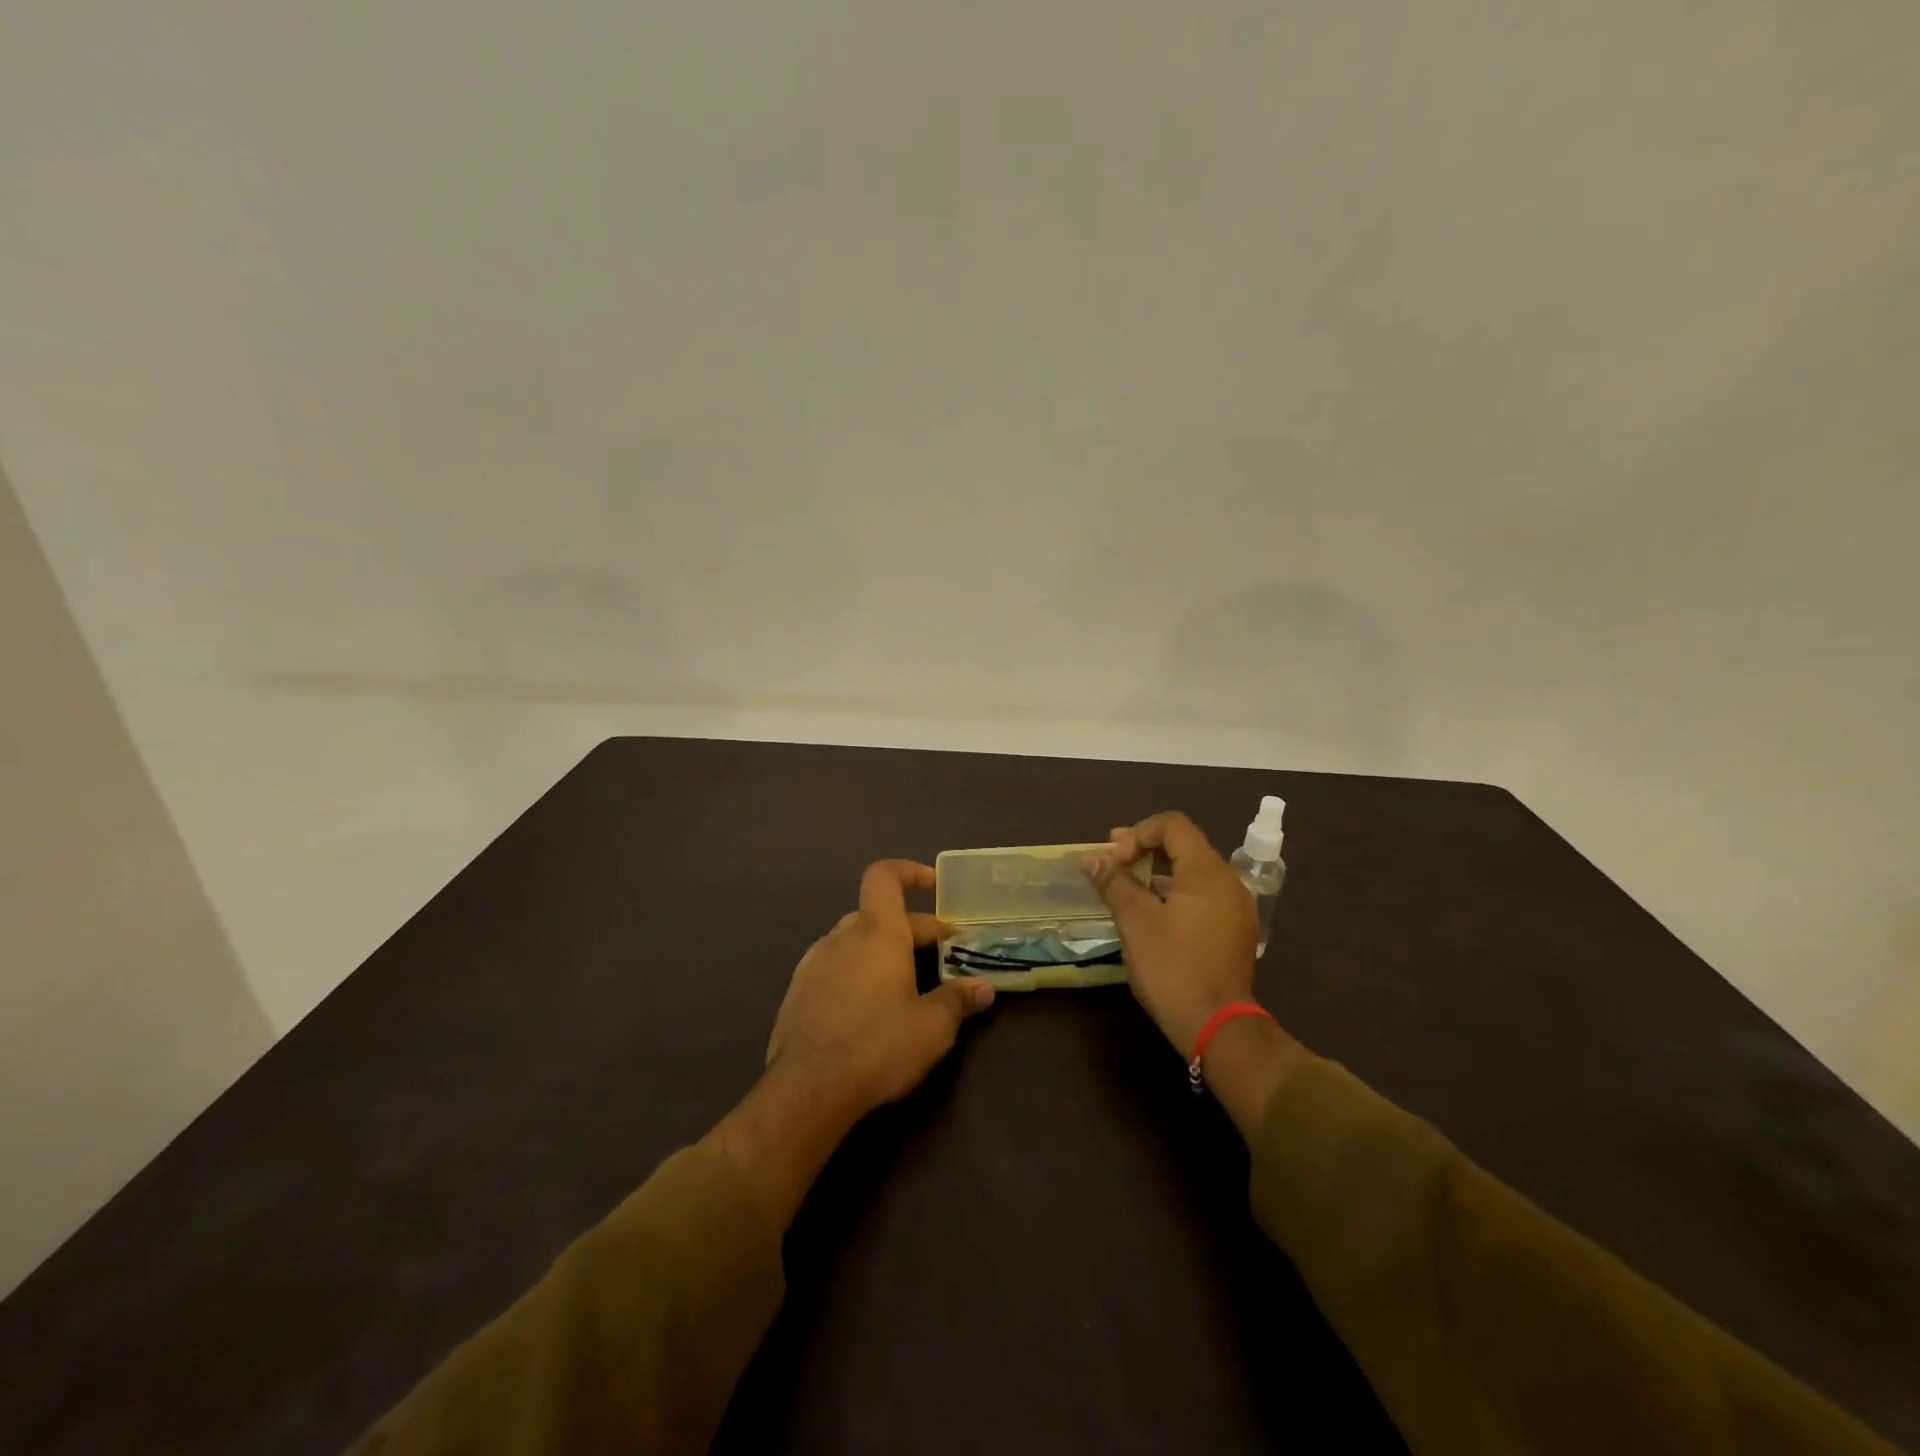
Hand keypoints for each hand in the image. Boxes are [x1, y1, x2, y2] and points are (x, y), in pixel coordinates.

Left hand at [767, 859, 994, 1117]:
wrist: (807, 1089)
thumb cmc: (878, 1046)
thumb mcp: (932, 1028)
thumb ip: (959, 1001)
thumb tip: (984, 987)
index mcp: (877, 932)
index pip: (884, 876)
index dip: (908, 872)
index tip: (933, 885)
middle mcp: (842, 936)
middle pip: (878, 914)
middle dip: (912, 928)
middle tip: (941, 953)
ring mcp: (814, 962)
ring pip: (854, 940)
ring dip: (881, 949)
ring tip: (905, 981)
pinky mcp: (797, 991)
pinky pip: (833, 965)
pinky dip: (855, 971)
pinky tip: (867, 1006)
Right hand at [1086, 813, 1308, 1134]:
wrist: (1217, 1027)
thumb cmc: (1172, 967)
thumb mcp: (1135, 921)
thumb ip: (1114, 882)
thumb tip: (1091, 858)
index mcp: (1207, 871)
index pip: (1173, 825)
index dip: (1138, 833)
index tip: (1115, 859)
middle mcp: (1228, 881)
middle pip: (1184, 846)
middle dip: (1144, 850)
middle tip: (1112, 866)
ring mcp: (1235, 908)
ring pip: (1192, 873)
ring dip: (1157, 873)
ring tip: (1126, 892)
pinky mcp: (1234, 931)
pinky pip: (1202, 897)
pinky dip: (1175, 894)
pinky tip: (1152, 916)